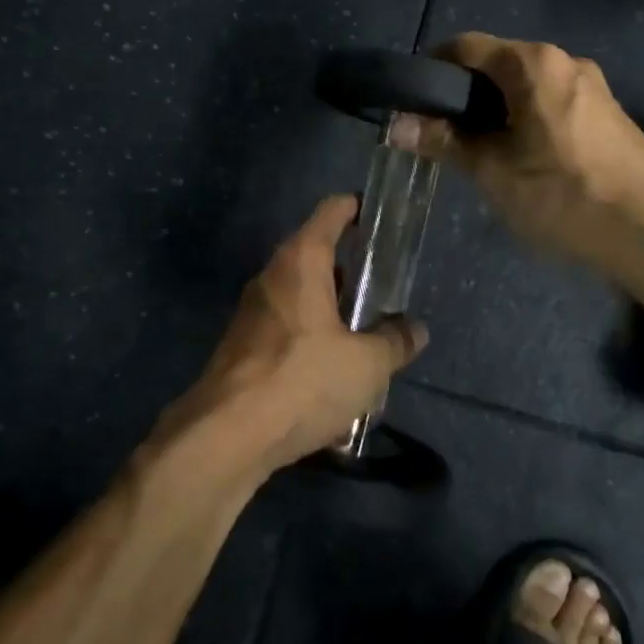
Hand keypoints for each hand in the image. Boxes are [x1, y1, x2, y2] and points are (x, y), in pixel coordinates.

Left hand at [156, 195, 426, 479]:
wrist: (227, 435)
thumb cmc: (303, 380)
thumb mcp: (366, 365)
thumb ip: (395, 342)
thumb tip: (416, 330)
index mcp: (301, 261)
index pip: (332, 212)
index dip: (358, 208)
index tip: (381, 216)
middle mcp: (272, 276)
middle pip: (316, 255)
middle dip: (350, 270)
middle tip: (384, 288)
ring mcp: (252, 312)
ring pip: (301, 296)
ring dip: (332, 310)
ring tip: (366, 335)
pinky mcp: (242, 347)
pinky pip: (287, 330)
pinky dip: (312, 340)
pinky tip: (334, 376)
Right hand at [390, 33, 643, 268]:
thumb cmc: (562, 193)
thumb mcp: (492, 170)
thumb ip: (443, 141)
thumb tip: (396, 126)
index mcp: (534, 64)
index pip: (467, 46)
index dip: (433, 67)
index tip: (414, 100)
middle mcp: (566, 61)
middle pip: (499, 63)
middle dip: (466, 92)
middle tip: (444, 131)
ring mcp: (593, 85)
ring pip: (528, 84)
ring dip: (498, 107)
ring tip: (482, 148)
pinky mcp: (609, 112)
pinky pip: (554, 100)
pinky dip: (528, 116)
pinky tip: (526, 156)